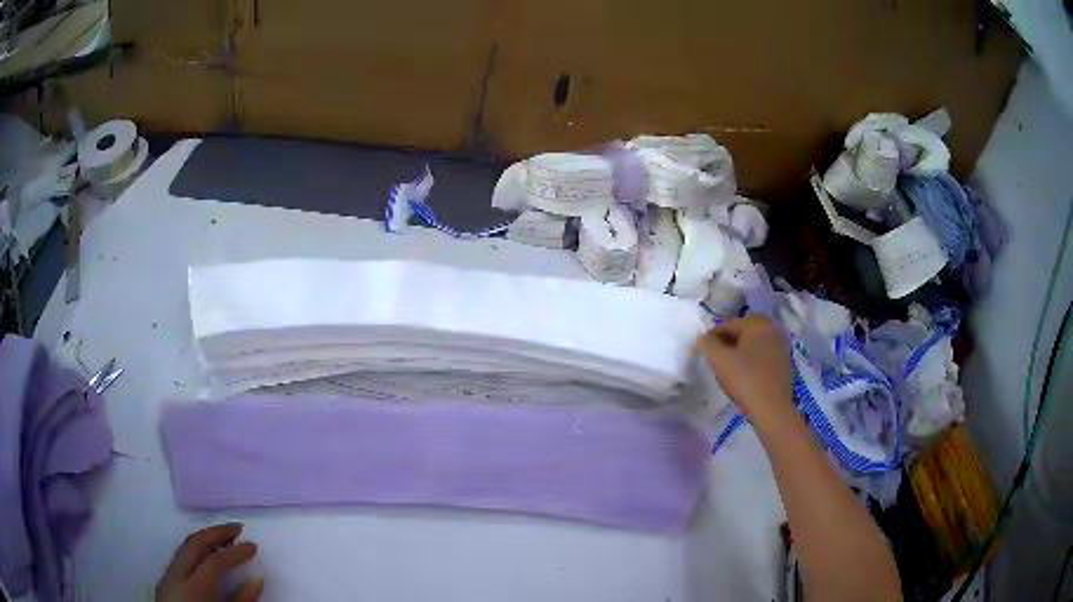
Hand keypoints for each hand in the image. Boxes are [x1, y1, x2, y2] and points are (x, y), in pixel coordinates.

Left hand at [156, 523, 262, 601]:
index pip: (215, 561)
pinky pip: (180, 558)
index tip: (253, 546)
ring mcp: (167, 577)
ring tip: (224, 539)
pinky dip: (195, 551)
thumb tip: (257, 579)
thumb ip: (241, 601)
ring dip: (205, 540)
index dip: (236, 552)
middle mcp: (176, 575)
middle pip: (194, 544)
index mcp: (193, 588)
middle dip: (216, 533)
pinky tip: (206, 556)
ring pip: (184, 547)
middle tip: (237, 528)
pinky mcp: (165, 582)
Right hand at [695, 315, 793, 422]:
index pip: (727, 324)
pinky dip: (753, 360)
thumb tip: (703, 338)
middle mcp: (773, 328)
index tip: (701, 352)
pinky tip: (745, 375)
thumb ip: (707, 343)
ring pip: (754, 342)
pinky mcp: (785, 362)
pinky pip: (764, 354)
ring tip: (729, 367)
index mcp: (757, 322)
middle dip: (728, 341)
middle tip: (715, 358)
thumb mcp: (718, 359)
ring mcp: (781, 346)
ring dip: (741, 350)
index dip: (711, 337)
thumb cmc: (745, 379)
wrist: (772, 408)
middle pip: (743, 330)